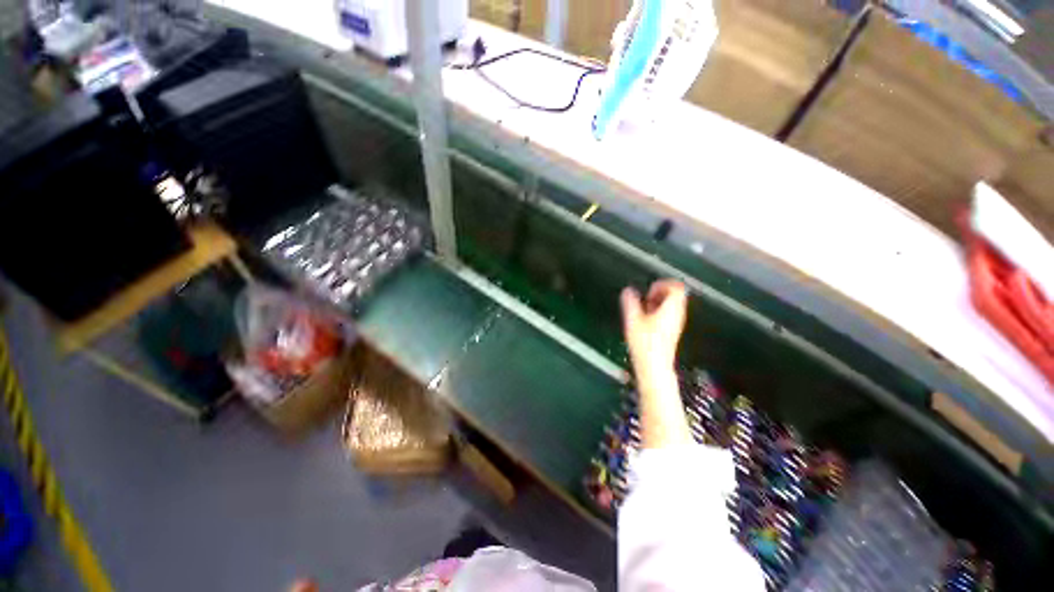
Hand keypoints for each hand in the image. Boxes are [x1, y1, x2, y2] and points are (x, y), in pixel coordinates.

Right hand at [621, 280, 691, 447]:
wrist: (655, 367)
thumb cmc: (645, 343)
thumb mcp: (633, 320)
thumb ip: (630, 302)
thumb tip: (628, 290)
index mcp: (671, 308)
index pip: (676, 287)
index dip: (663, 284)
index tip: (649, 290)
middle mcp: (678, 314)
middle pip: (676, 294)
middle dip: (660, 292)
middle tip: (645, 298)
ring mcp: (676, 323)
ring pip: (672, 304)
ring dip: (658, 302)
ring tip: (644, 309)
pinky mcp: (672, 330)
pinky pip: (669, 314)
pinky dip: (659, 311)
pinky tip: (647, 320)